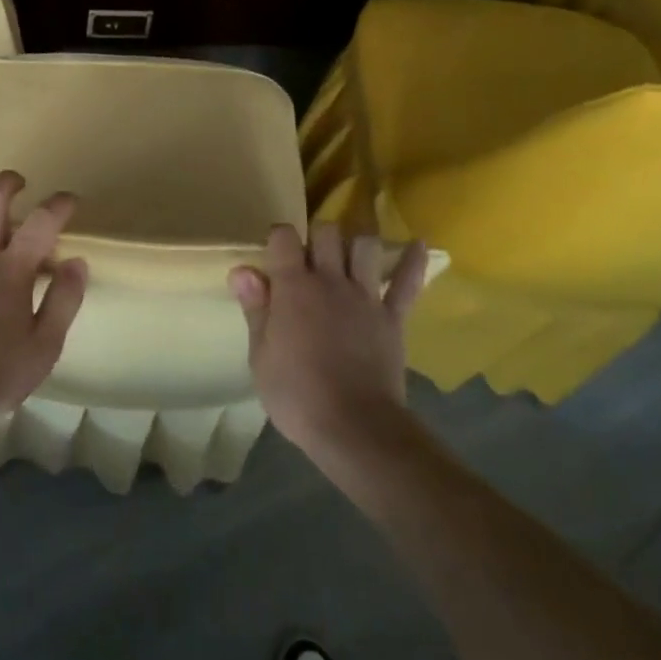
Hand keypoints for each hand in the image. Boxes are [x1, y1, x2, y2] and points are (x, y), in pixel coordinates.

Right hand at [229, 223, 430, 458]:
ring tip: (350, 253)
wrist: (354, 427)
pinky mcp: (393, 317)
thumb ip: (255, 309)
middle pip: (327, 232)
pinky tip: (418, 244)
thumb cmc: (297, 395)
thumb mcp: (260, 357)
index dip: (278, 237)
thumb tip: (242, 270)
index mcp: (293, 288)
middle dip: (317, 235)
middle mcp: (330, 281)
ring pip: (365, 246)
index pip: (284, 237)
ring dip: (356, 243)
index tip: (274, 253)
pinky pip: (406, 283)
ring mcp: (366, 297)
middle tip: (310, 256)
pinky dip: (413, 261)